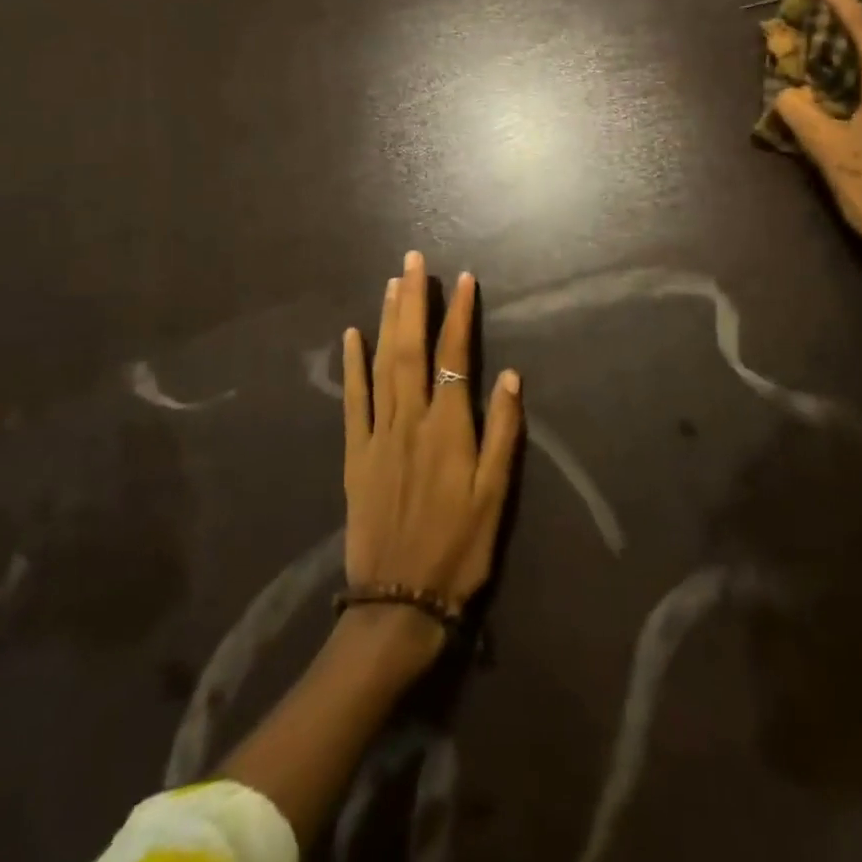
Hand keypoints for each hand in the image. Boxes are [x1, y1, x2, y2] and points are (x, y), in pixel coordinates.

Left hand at [340, 251, 523, 661]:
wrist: (399, 601)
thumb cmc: (459, 548)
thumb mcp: (495, 496)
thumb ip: (504, 432)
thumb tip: (510, 374)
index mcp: (448, 427)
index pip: (454, 355)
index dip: (459, 314)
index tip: (463, 278)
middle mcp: (410, 419)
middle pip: (411, 347)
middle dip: (413, 300)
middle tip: (413, 260)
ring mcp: (378, 434)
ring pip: (382, 364)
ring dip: (387, 320)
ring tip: (390, 282)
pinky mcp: (356, 453)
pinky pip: (353, 400)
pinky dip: (352, 365)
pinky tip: (352, 335)